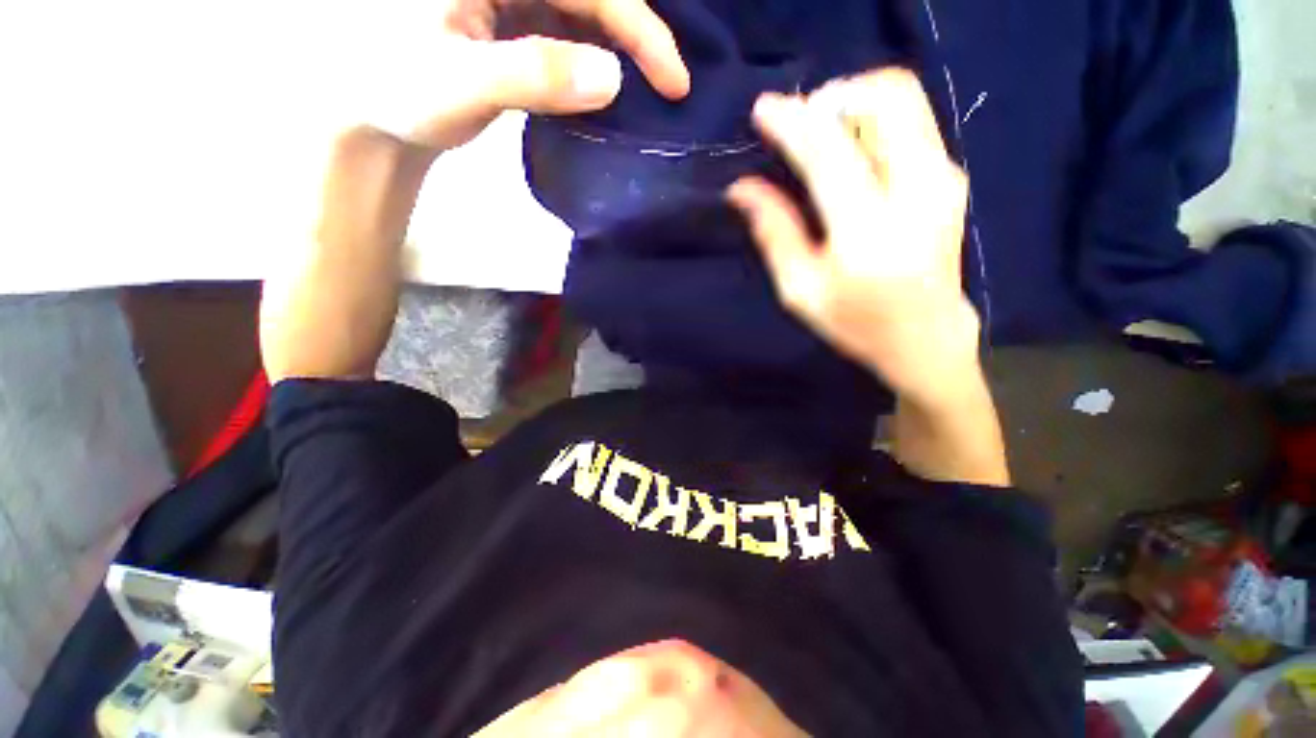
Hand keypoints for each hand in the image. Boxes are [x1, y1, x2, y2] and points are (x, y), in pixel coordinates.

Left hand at [261, 1, 688, 383]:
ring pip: (583, 11)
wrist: (372, 112)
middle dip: (636, 37)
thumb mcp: (462, 82)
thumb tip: (613, 79)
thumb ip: (533, 74)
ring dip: (618, 47)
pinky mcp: (509, 19)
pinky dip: (591, 57)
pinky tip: (604, 83)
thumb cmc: (399, 91)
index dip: (640, 29)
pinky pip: (564, 29)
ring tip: (648, 87)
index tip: (675, 81)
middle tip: (670, 86)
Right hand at [727, 69, 979, 409]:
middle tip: (800, 124)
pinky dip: (874, 119)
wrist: (926, 337)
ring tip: (821, 135)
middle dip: (834, 97)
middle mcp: (918, 191)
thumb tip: (742, 188)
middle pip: (886, 97)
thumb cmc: (854, 322)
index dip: (792, 122)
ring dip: (854, 103)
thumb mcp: (800, 290)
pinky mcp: (952, 175)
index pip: (829, 152)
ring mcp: (944, 178)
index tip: (763, 110)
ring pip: (904, 99)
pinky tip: (850, 151)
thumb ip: (774, 232)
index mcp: (869, 232)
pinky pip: (912, 120)